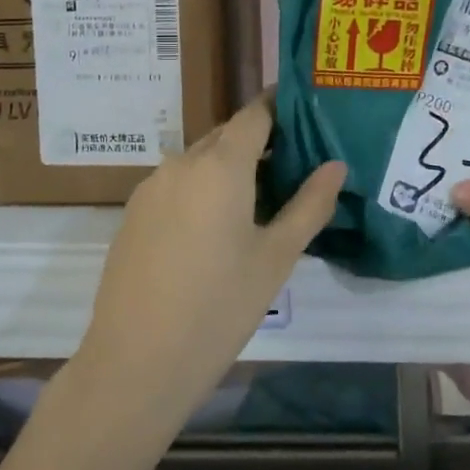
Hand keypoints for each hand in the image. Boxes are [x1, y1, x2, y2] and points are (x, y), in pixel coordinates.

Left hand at [72, 96, 345, 433]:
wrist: (136, 363)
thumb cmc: (219, 308)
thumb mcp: (276, 258)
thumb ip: (310, 205)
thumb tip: (336, 165)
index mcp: (220, 165)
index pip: (255, 113)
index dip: (280, 106)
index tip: (306, 112)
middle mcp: (181, 163)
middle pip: (226, 136)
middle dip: (259, 143)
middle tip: (294, 167)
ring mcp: (151, 187)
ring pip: (199, 161)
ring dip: (229, 169)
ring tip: (259, 203)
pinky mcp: (133, 213)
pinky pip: (176, 185)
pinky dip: (201, 190)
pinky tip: (214, 231)